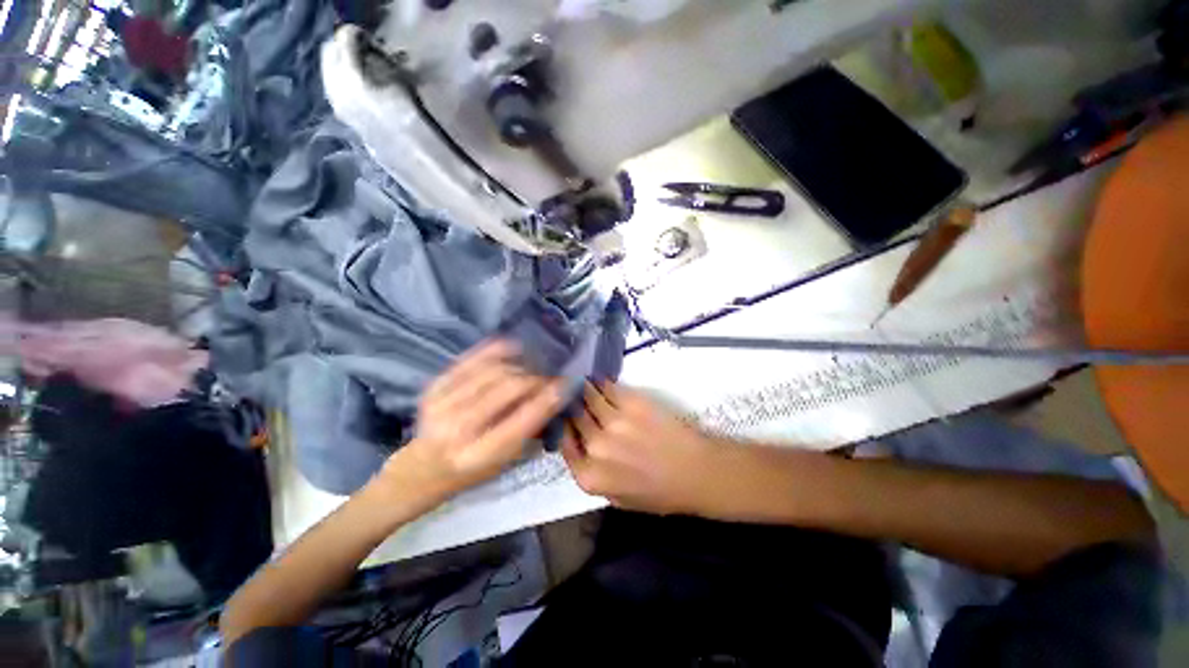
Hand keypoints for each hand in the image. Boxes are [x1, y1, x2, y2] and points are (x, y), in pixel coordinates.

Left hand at [382, 340, 563, 502]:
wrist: (421, 469)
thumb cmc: (470, 471)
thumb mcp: (504, 462)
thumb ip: (528, 430)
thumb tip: (553, 396)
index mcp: (481, 454)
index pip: (524, 419)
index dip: (549, 398)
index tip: (566, 383)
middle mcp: (460, 428)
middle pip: (510, 387)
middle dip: (536, 377)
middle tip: (549, 375)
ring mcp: (442, 404)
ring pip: (494, 370)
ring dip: (520, 364)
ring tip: (533, 365)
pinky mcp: (433, 388)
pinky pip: (471, 359)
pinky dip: (495, 350)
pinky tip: (513, 347)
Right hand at [561, 382, 719, 514]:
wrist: (694, 472)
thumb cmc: (659, 492)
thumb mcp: (618, 499)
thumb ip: (592, 475)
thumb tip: (579, 447)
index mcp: (590, 475)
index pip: (564, 444)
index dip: (564, 428)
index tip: (566, 419)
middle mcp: (596, 446)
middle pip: (574, 417)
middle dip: (571, 406)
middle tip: (569, 395)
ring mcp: (613, 421)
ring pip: (587, 397)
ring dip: (582, 389)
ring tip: (580, 382)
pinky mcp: (631, 402)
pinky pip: (608, 387)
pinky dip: (601, 383)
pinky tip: (599, 380)